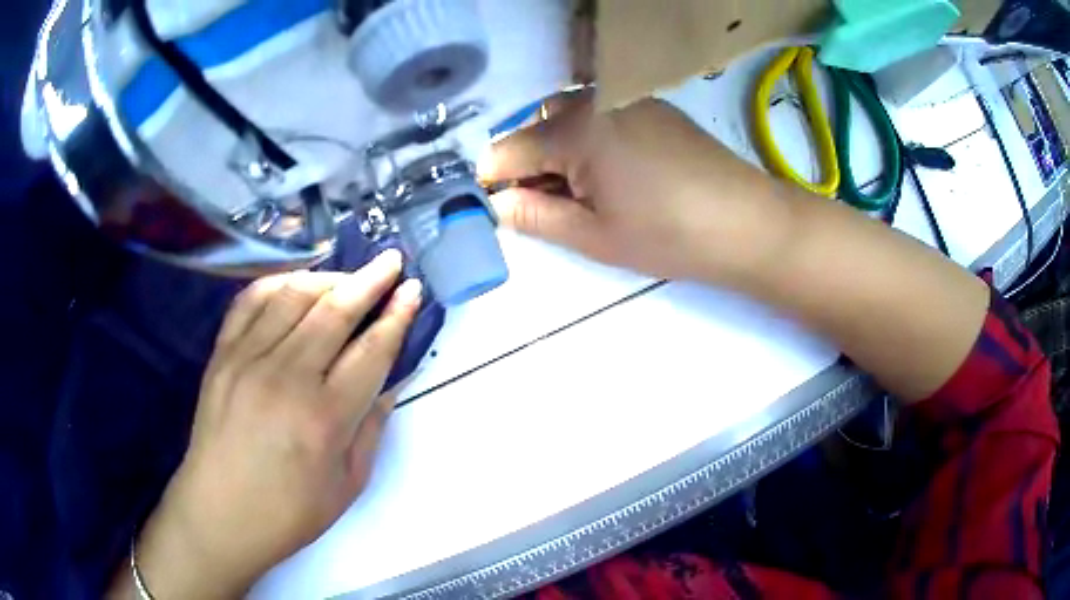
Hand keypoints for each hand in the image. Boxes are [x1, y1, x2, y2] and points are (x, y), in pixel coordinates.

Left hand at [119, 251, 421, 597]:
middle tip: (392, 261)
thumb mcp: (348, 485)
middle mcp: (286, 378)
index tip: (413, 290)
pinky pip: (250, 301)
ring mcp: (247, 360)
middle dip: (370, 280)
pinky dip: (277, 283)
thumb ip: (371, 429)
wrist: (221, 513)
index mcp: (325, 418)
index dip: (397, 316)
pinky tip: (295, 284)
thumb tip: (388, 384)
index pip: (371, 351)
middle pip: (335, 311)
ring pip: (293, 296)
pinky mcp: (222, 354)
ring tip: (348, 278)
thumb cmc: (289, 512)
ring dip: (327, 278)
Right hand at [480, 96, 792, 285]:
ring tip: (591, 188)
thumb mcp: (592, 236)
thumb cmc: (667, 235)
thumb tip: (496, 203)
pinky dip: (594, 137)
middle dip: (532, 162)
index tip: (506, 210)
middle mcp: (595, 101)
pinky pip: (603, 113)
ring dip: (562, 147)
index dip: (495, 183)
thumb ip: (534, 215)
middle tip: (557, 203)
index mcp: (573, 130)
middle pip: (536, 125)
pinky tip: (622, 170)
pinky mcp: (653, 105)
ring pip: (570, 115)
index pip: (506, 150)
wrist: (746, 222)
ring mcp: (627, 98)